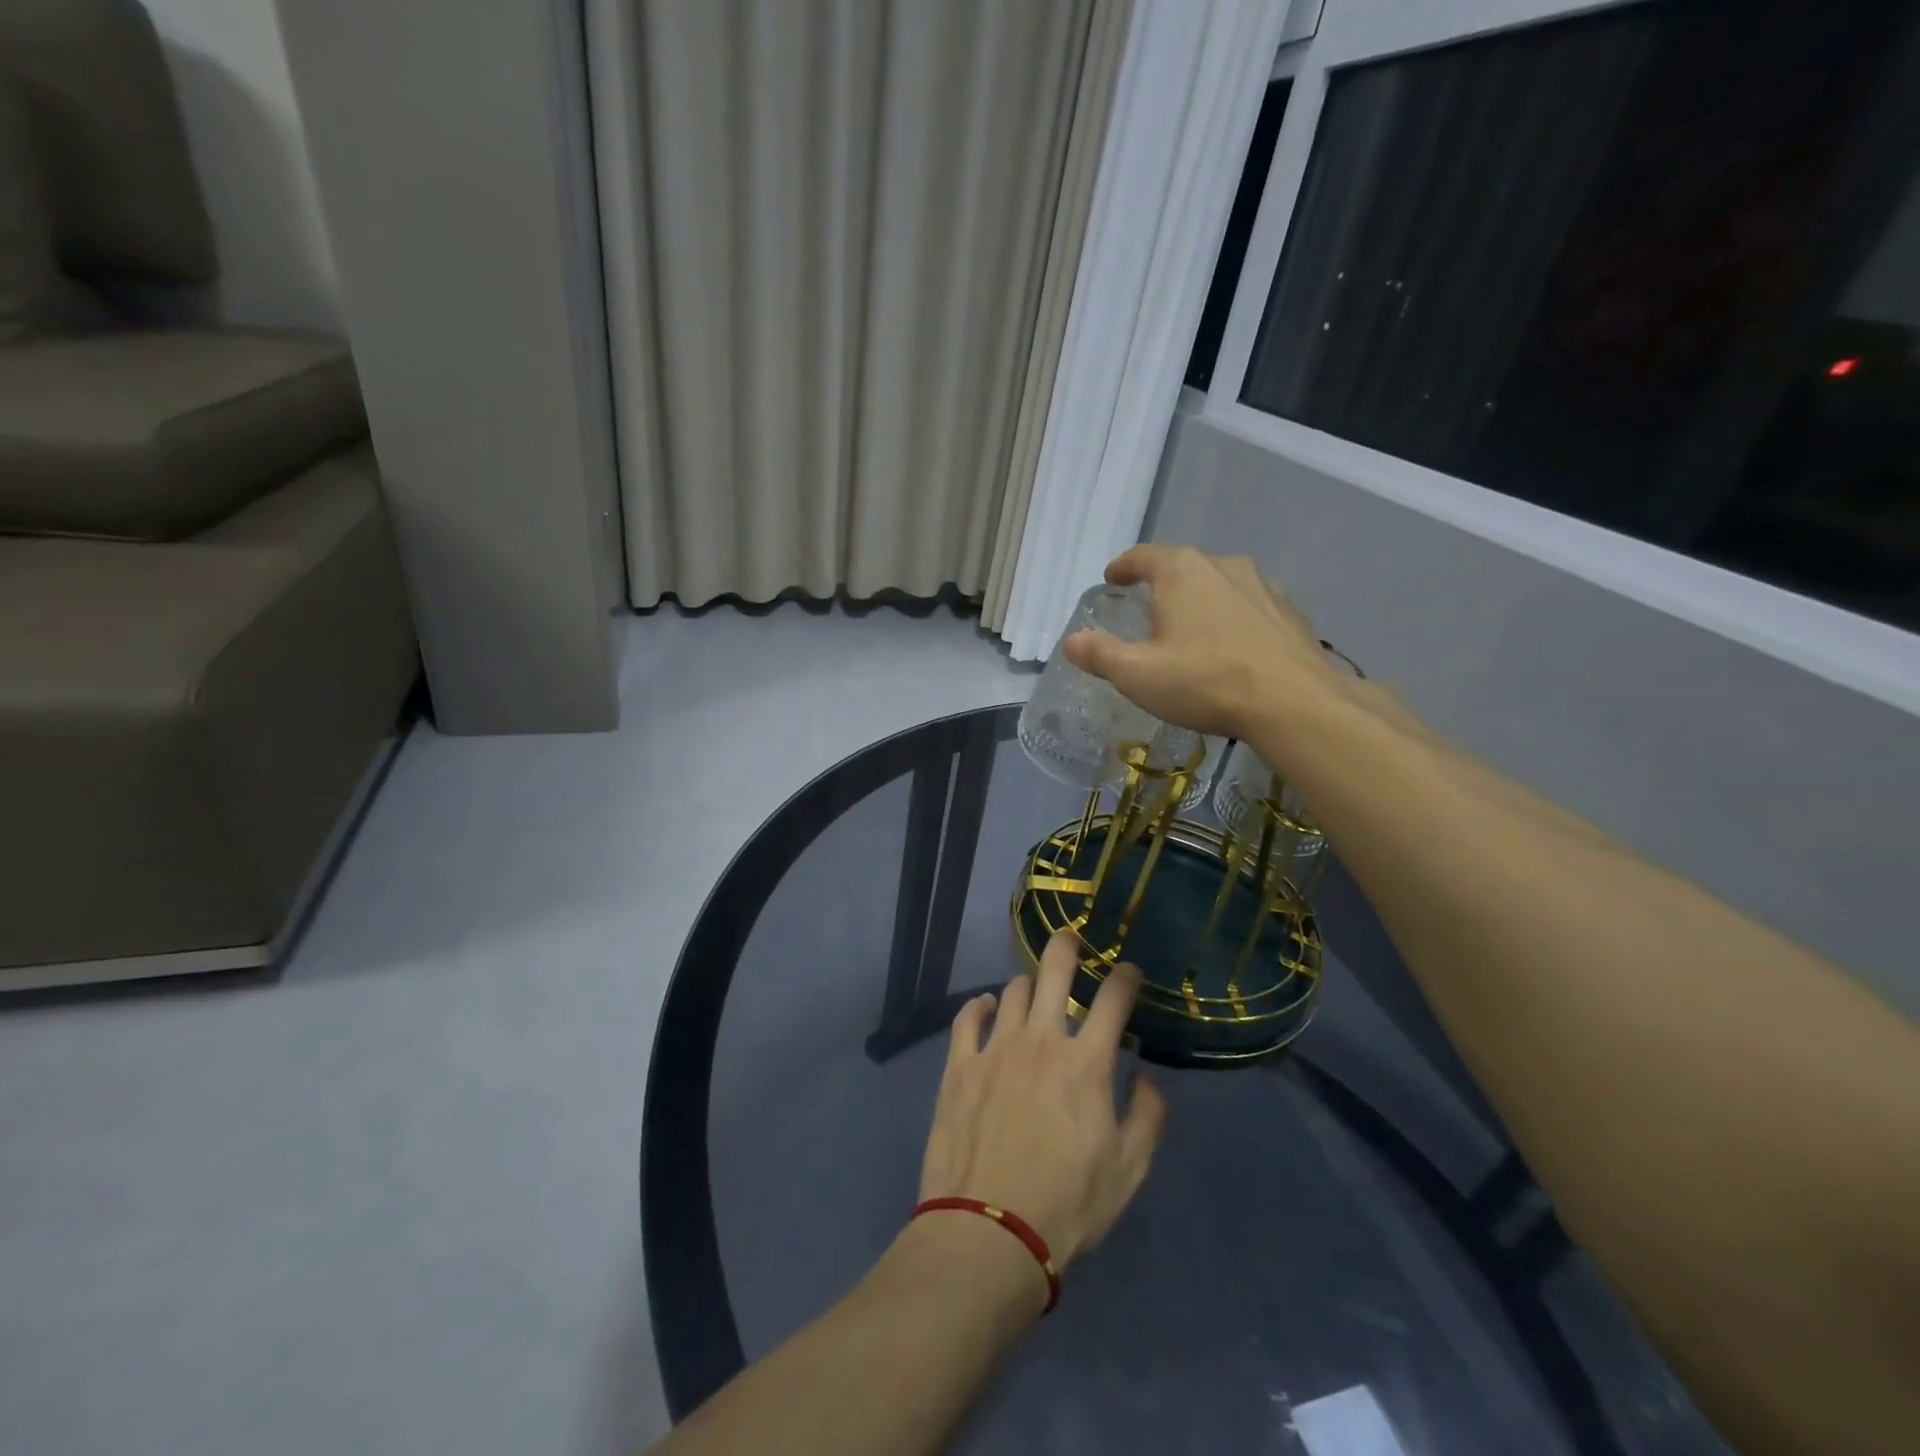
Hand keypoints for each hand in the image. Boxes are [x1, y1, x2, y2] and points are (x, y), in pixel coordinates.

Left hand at [918, 933, 1166, 1270]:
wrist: (989, 1232)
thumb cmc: (1067, 1205)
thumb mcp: (1128, 1171)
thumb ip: (1147, 1116)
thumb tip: (1146, 1074)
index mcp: (1086, 1063)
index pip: (1113, 1000)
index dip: (1125, 977)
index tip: (1130, 971)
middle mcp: (1041, 1040)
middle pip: (1054, 971)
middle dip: (1067, 946)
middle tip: (1072, 939)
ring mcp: (995, 1048)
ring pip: (1013, 990)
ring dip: (1028, 984)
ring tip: (1034, 990)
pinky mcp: (959, 1065)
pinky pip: (967, 1017)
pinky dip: (980, 1005)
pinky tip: (987, 1006)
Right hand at [1063, 544, 1343, 740]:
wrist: (1293, 702)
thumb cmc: (1204, 681)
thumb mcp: (1137, 674)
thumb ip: (1100, 655)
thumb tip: (1072, 642)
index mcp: (1181, 571)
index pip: (1142, 556)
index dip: (1123, 567)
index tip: (1112, 578)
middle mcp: (1223, 565)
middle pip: (1182, 568)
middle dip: (1162, 587)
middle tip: (1148, 614)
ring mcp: (1263, 585)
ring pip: (1219, 586)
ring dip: (1201, 602)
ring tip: (1192, 632)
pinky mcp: (1290, 611)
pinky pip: (1249, 607)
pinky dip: (1233, 620)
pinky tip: (1232, 649)